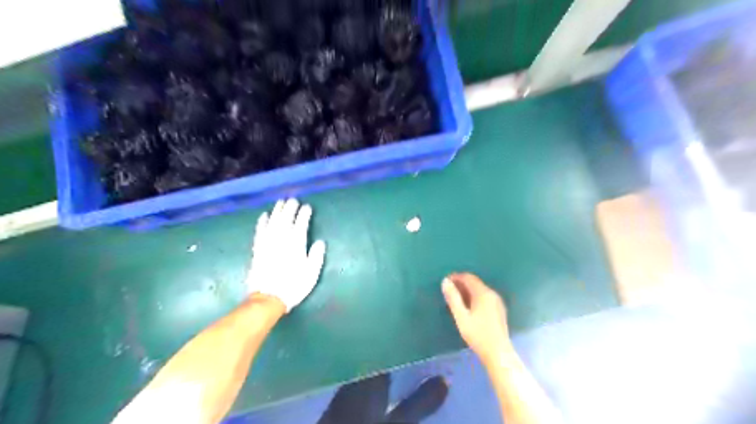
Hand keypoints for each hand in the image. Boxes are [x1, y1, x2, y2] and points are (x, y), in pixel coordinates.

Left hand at [247, 198, 325, 310]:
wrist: (269, 298)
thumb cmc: (293, 286)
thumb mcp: (311, 274)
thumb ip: (316, 256)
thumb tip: (319, 242)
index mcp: (296, 245)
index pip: (301, 224)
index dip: (304, 214)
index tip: (307, 207)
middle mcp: (281, 240)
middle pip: (285, 219)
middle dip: (290, 208)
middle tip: (293, 200)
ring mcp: (268, 243)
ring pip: (273, 222)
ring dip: (277, 211)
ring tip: (280, 202)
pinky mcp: (258, 249)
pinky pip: (260, 231)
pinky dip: (262, 222)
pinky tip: (264, 215)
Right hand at [444, 274, 512, 364]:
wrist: (498, 353)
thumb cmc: (477, 334)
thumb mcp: (461, 316)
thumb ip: (453, 298)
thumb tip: (445, 281)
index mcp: (483, 293)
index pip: (468, 277)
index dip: (456, 277)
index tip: (445, 282)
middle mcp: (492, 293)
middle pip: (475, 283)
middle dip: (461, 284)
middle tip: (448, 292)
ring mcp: (497, 301)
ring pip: (480, 290)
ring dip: (467, 291)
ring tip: (456, 300)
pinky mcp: (499, 309)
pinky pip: (484, 297)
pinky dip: (474, 297)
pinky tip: (468, 307)